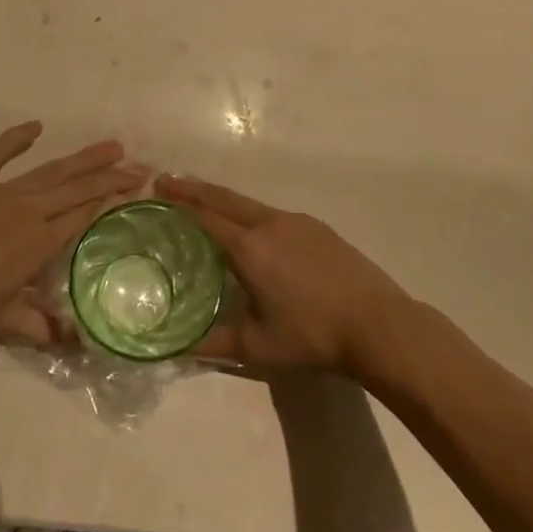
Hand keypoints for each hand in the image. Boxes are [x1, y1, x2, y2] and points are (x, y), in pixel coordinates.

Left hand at [0, 122, 144, 349]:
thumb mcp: (3, 325)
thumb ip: (43, 329)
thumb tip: (80, 344)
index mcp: (38, 242)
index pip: (84, 216)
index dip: (112, 201)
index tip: (137, 188)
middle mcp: (26, 210)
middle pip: (75, 189)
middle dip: (109, 176)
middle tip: (139, 166)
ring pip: (49, 171)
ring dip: (81, 158)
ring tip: (110, 145)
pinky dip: (14, 139)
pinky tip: (35, 127)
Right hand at [157, 174, 411, 371]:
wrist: (377, 323)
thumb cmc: (312, 335)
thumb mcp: (257, 347)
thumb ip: (213, 343)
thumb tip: (176, 349)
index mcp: (249, 248)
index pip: (204, 218)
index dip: (177, 205)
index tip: (155, 193)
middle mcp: (269, 224)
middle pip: (223, 198)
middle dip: (192, 188)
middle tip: (166, 182)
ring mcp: (296, 222)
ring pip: (248, 203)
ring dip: (221, 199)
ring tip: (203, 202)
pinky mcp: (317, 227)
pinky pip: (271, 213)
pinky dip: (248, 212)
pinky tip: (250, 228)